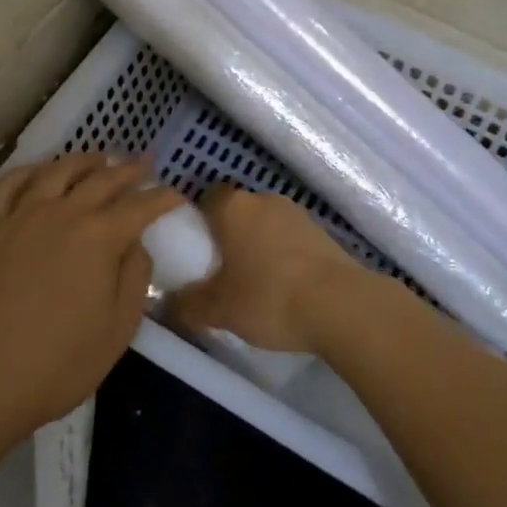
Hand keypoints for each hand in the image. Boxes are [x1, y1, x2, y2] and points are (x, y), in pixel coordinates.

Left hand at [0, 154, 182, 445]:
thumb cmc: (58, 365)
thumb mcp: (117, 330)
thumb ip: (134, 277)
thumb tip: (136, 243)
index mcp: (99, 238)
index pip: (140, 206)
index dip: (162, 198)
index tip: (176, 195)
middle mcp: (62, 214)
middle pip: (102, 179)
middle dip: (129, 169)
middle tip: (145, 164)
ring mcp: (20, 216)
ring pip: (57, 171)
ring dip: (83, 161)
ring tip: (98, 159)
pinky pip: (8, 184)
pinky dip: (29, 170)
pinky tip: (39, 172)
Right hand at [166, 186, 370, 354]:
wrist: (341, 306)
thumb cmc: (269, 297)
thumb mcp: (219, 310)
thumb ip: (187, 305)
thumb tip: (166, 304)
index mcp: (234, 208)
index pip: (208, 197)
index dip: (199, 219)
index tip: (195, 248)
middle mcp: (265, 200)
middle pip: (238, 211)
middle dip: (229, 236)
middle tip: (220, 271)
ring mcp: (298, 214)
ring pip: (266, 225)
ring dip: (259, 246)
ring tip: (254, 284)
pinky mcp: (323, 233)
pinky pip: (291, 239)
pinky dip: (284, 256)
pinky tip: (285, 288)